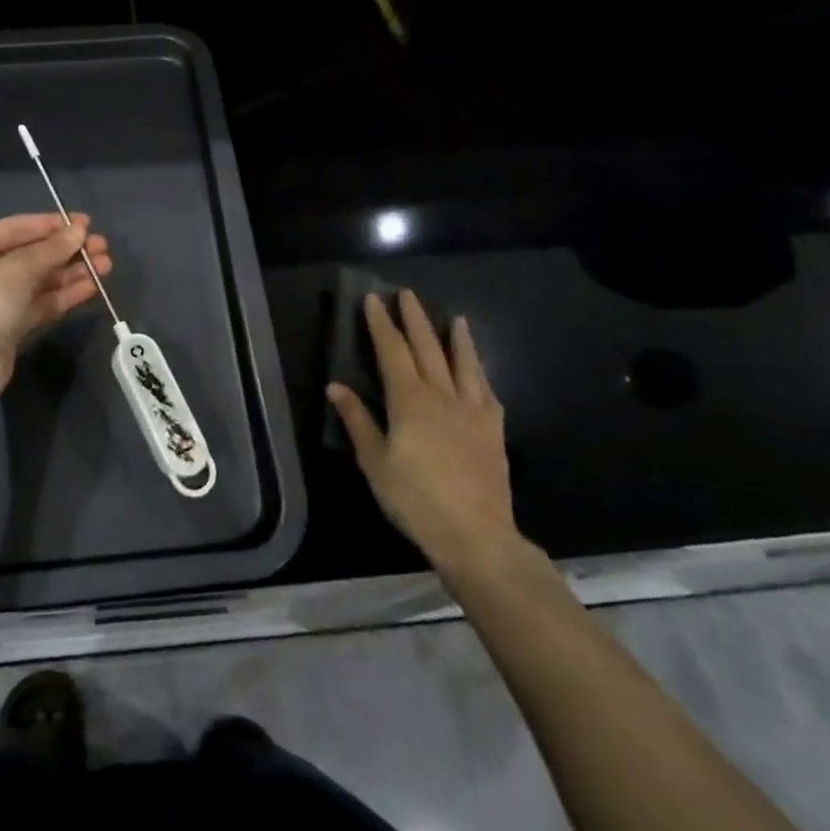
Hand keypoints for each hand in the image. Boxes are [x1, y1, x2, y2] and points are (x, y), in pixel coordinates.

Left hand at [0, 213, 112, 407]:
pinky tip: (91, 287)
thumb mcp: (16, 270)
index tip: (86, 223)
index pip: (17, 228)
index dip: (52, 224)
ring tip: (105, 265)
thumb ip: (50, 249)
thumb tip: (80, 230)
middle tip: (102, 247)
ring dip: (71, 272)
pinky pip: (41, 303)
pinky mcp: (11, 326)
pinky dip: (64, 294)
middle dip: (67, 250)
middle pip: (31, 254)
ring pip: (40, 279)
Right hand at [328, 291, 517, 576]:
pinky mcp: (493, 431)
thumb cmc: (415, 500)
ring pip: (465, 365)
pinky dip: (480, 374)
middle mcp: (443, 396)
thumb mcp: (375, 463)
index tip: (374, 299)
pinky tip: (479, 372)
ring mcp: (473, 412)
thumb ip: (357, 421)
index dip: (382, 324)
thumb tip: (335, 386)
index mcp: (410, 401)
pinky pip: (487, 392)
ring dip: (458, 339)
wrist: (476, 535)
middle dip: (415, 319)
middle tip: (408, 294)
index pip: (392, 352)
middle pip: (428, 349)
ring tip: (456, 318)